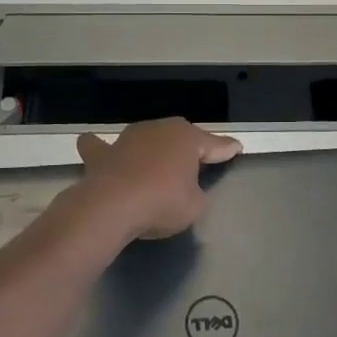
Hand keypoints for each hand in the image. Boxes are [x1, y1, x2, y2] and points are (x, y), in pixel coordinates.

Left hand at [70, 118, 242, 240]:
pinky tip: (100, 149)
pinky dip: (102, 148)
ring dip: (152, 147)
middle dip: (189, 146)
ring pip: (146, 137)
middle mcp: (159, 130)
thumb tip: (189, 192)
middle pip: (180, 136)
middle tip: (197, 160)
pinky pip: (101, 146)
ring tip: (157, 160)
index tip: (236, 148)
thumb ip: (197, 195)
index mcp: (187, 139)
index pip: (214, 144)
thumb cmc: (162, 203)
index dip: (226, 149)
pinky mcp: (102, 153)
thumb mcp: (195, 206)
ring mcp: (128, 138)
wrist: (113, 206)